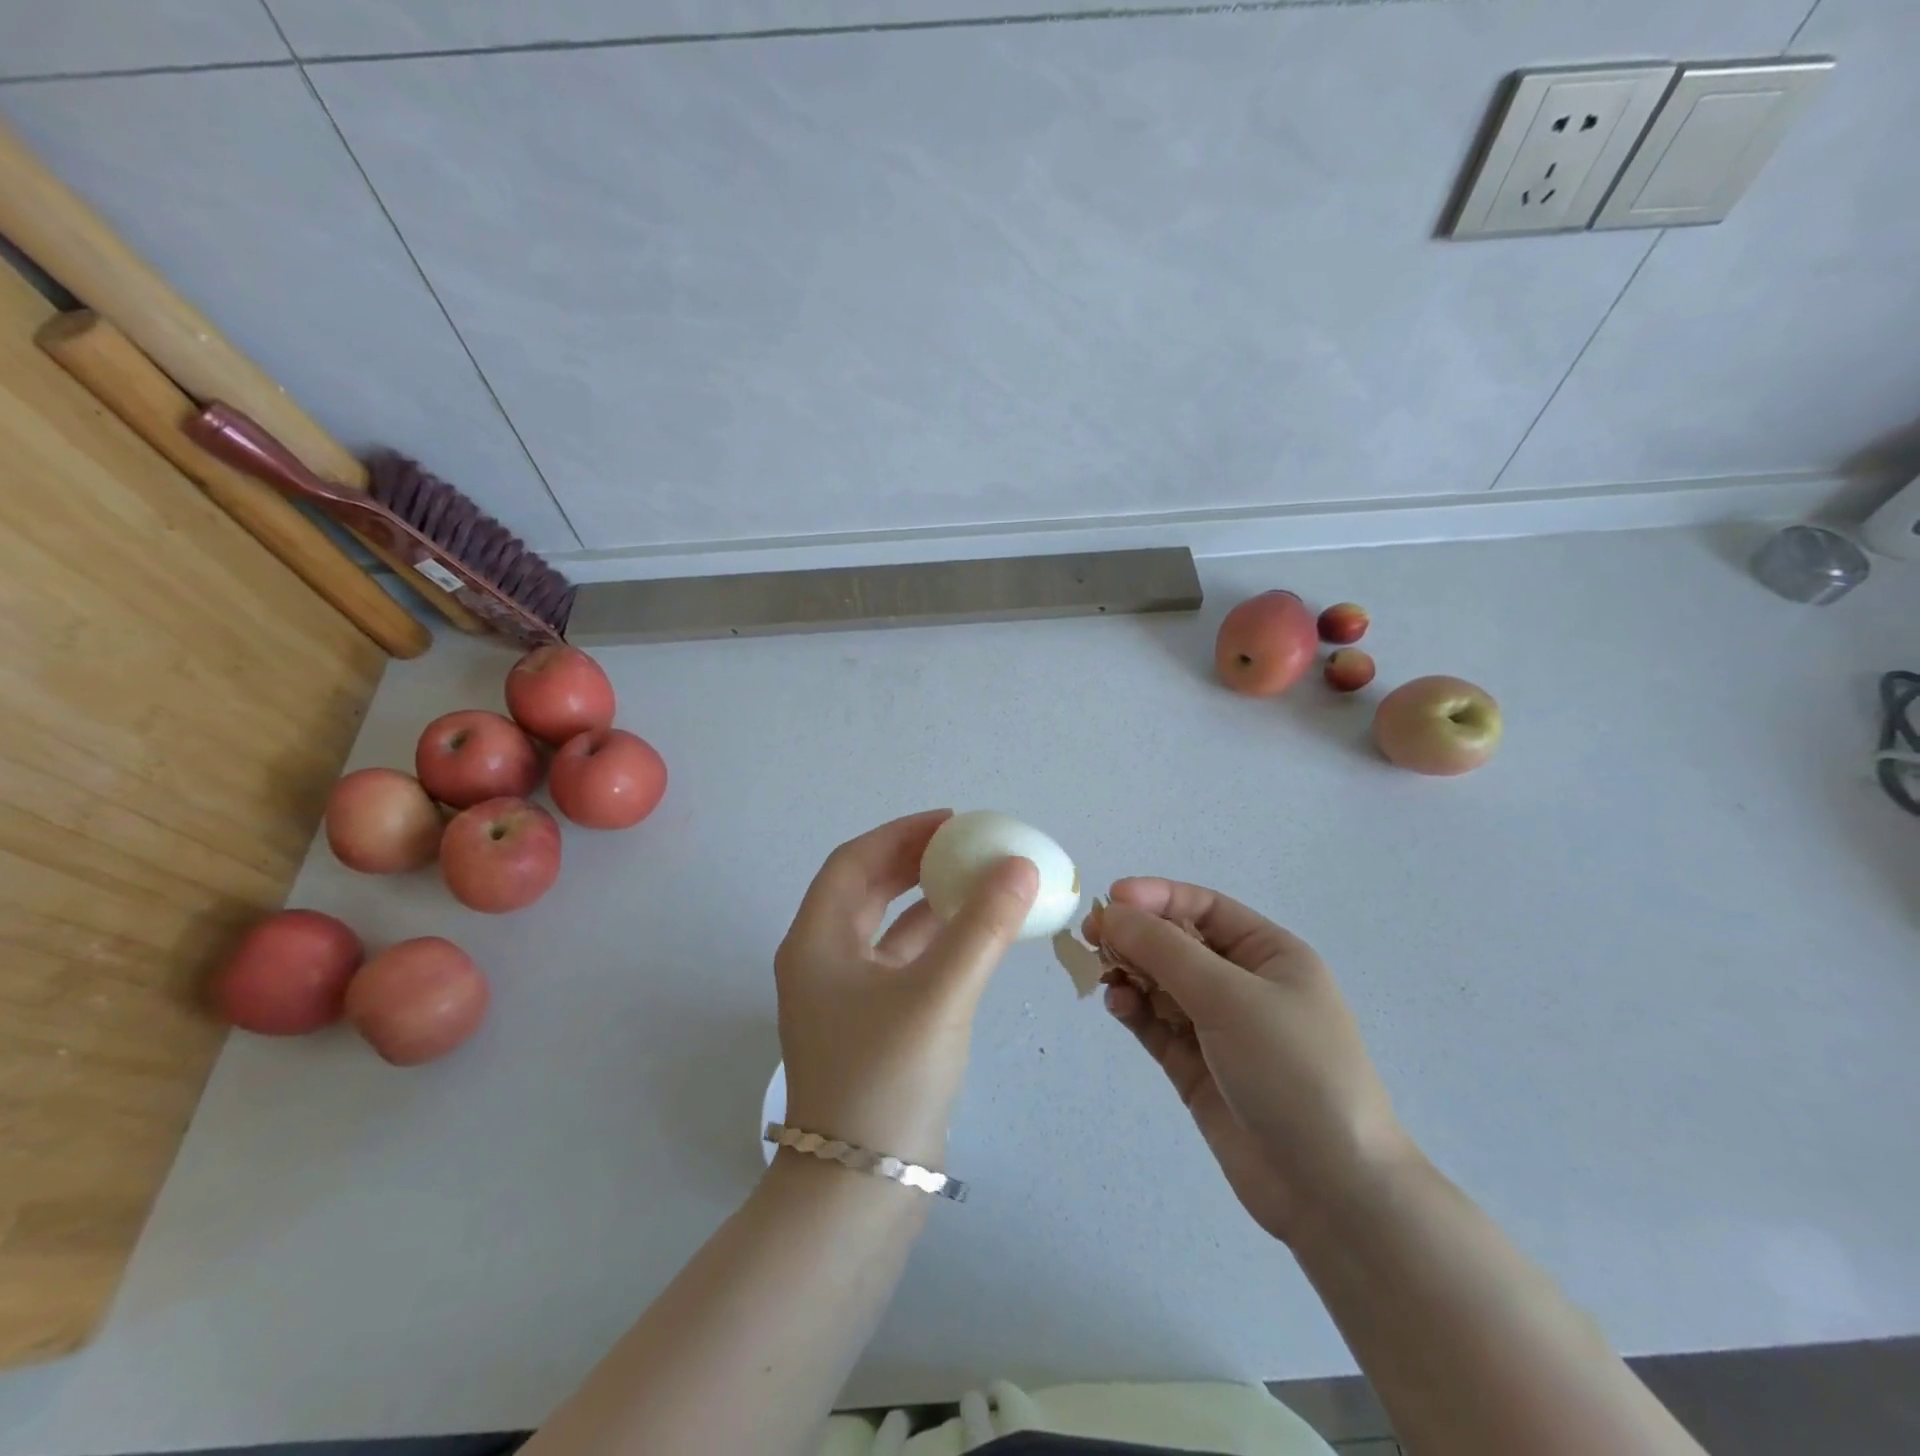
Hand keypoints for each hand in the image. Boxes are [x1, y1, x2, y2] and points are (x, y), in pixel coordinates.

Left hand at [774, 810, 1038, 1170]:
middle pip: (866, 889)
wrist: (858, 1194)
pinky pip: (900, 963)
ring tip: (977, 882)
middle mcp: (821, 961)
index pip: (854, 861)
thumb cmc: (886, 1081)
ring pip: (885, 928)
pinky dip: (933, 942)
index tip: (952, 822)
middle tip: (966, 846)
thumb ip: (982, 926)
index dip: (901, 833)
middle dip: (914, 862)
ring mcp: (843, 997)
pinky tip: (973, 938)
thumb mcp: (939, 994)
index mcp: (817, 941)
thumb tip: (1019, 866)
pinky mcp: (868, 1027)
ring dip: (926, 901)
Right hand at [1096, 879, 1412, 1243]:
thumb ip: (1165, 951)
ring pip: (1162, 984)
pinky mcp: (1198, 1067)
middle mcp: (1244, 985)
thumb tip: (1112, 912)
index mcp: (1270, 955)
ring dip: (1131, 973)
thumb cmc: (1292, 1071)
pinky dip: (1134, 1010)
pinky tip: (1117, 1005)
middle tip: (1092, 938)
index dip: (1158, 897)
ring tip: (1105, 975)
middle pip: (1178, 944)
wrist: (1331, 1192)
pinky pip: (1157, 1024)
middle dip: (1137, 936)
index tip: (1111, 899)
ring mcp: (1220, 1029)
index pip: (1205, 908)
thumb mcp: (1231, 997)